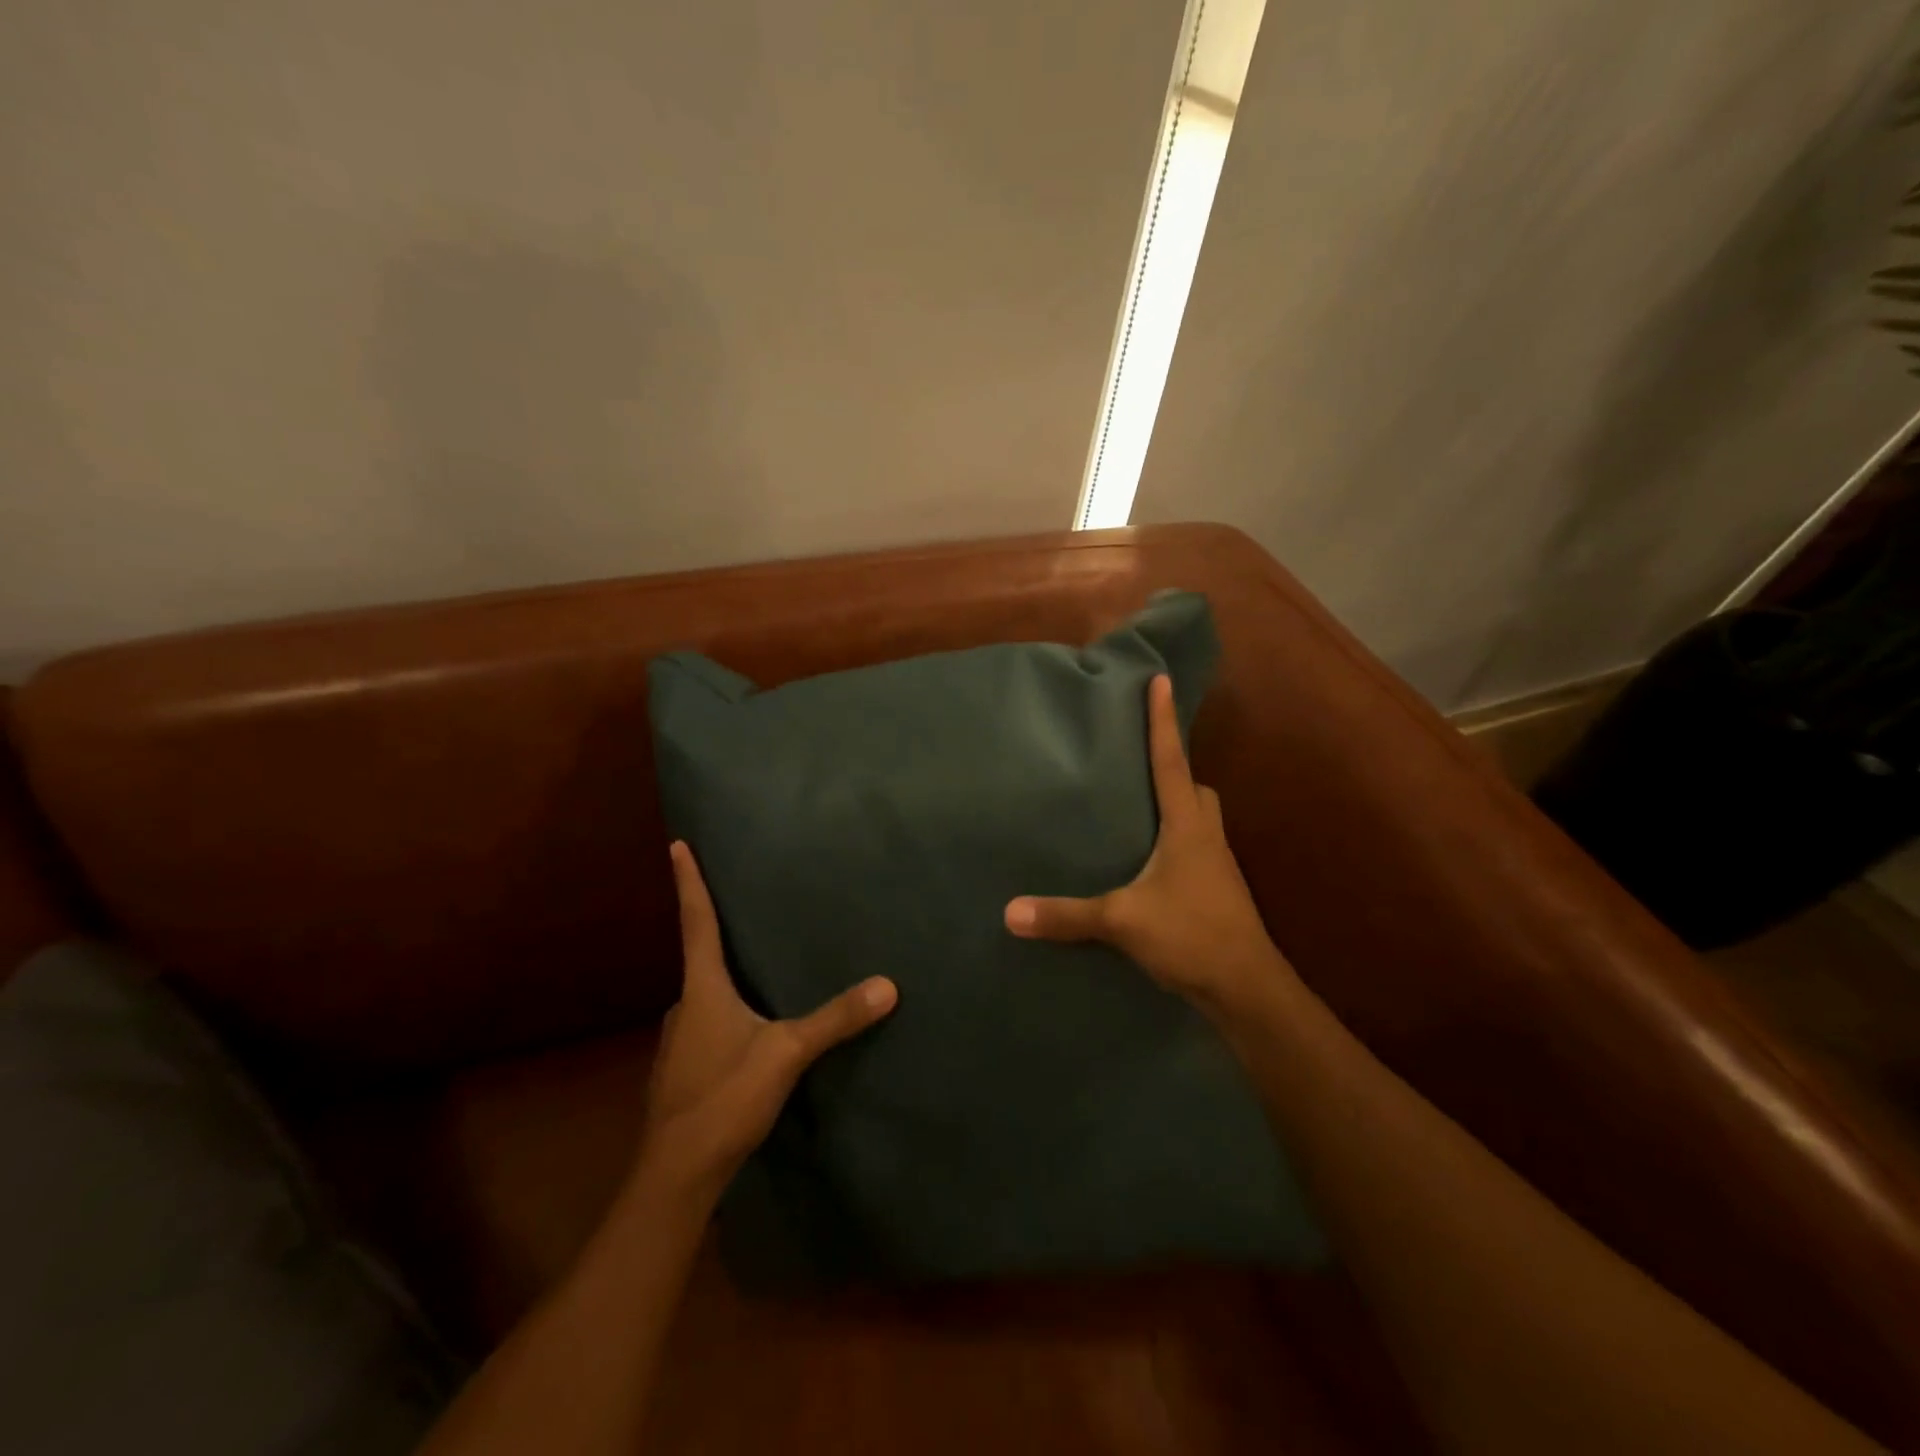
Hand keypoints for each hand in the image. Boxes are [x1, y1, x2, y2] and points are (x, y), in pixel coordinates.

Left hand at [640, 841, 897, 1197]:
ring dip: (723, 976)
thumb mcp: (787, 1054)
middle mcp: (684, 1006)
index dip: (688, 882)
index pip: (696, 922)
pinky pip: (706, 1023)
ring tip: (754, 967)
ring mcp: (679, 1040)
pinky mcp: (683, 1069)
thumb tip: (888, 985)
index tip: (677, 844)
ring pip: (704, 994)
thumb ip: (836, 1019)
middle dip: (715, 930)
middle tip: (740, 905)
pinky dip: (725, 1011)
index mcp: (702, 989)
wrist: (676, 1174)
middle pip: (698, 956)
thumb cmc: (724, 1098)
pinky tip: (749, 1026)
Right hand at [1004, 674, 1289, 1017]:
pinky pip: (1197, 849)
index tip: (1160, 681)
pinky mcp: (1216, 892)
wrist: (1248, 989)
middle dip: (1176, 768)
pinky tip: (1150, 864)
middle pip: (1196, 788)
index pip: (1172, 761)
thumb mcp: (1122, 921)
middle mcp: (1206, 837)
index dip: (1163, 721)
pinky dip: (1176, 842)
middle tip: (1142, 763)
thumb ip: (1067, 916)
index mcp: (1186, 826)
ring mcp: (1217, 866)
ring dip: (1178, 807)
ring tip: (1140, 811)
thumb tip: (1010, 912)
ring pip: (1201, 819)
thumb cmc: (1191, 936)